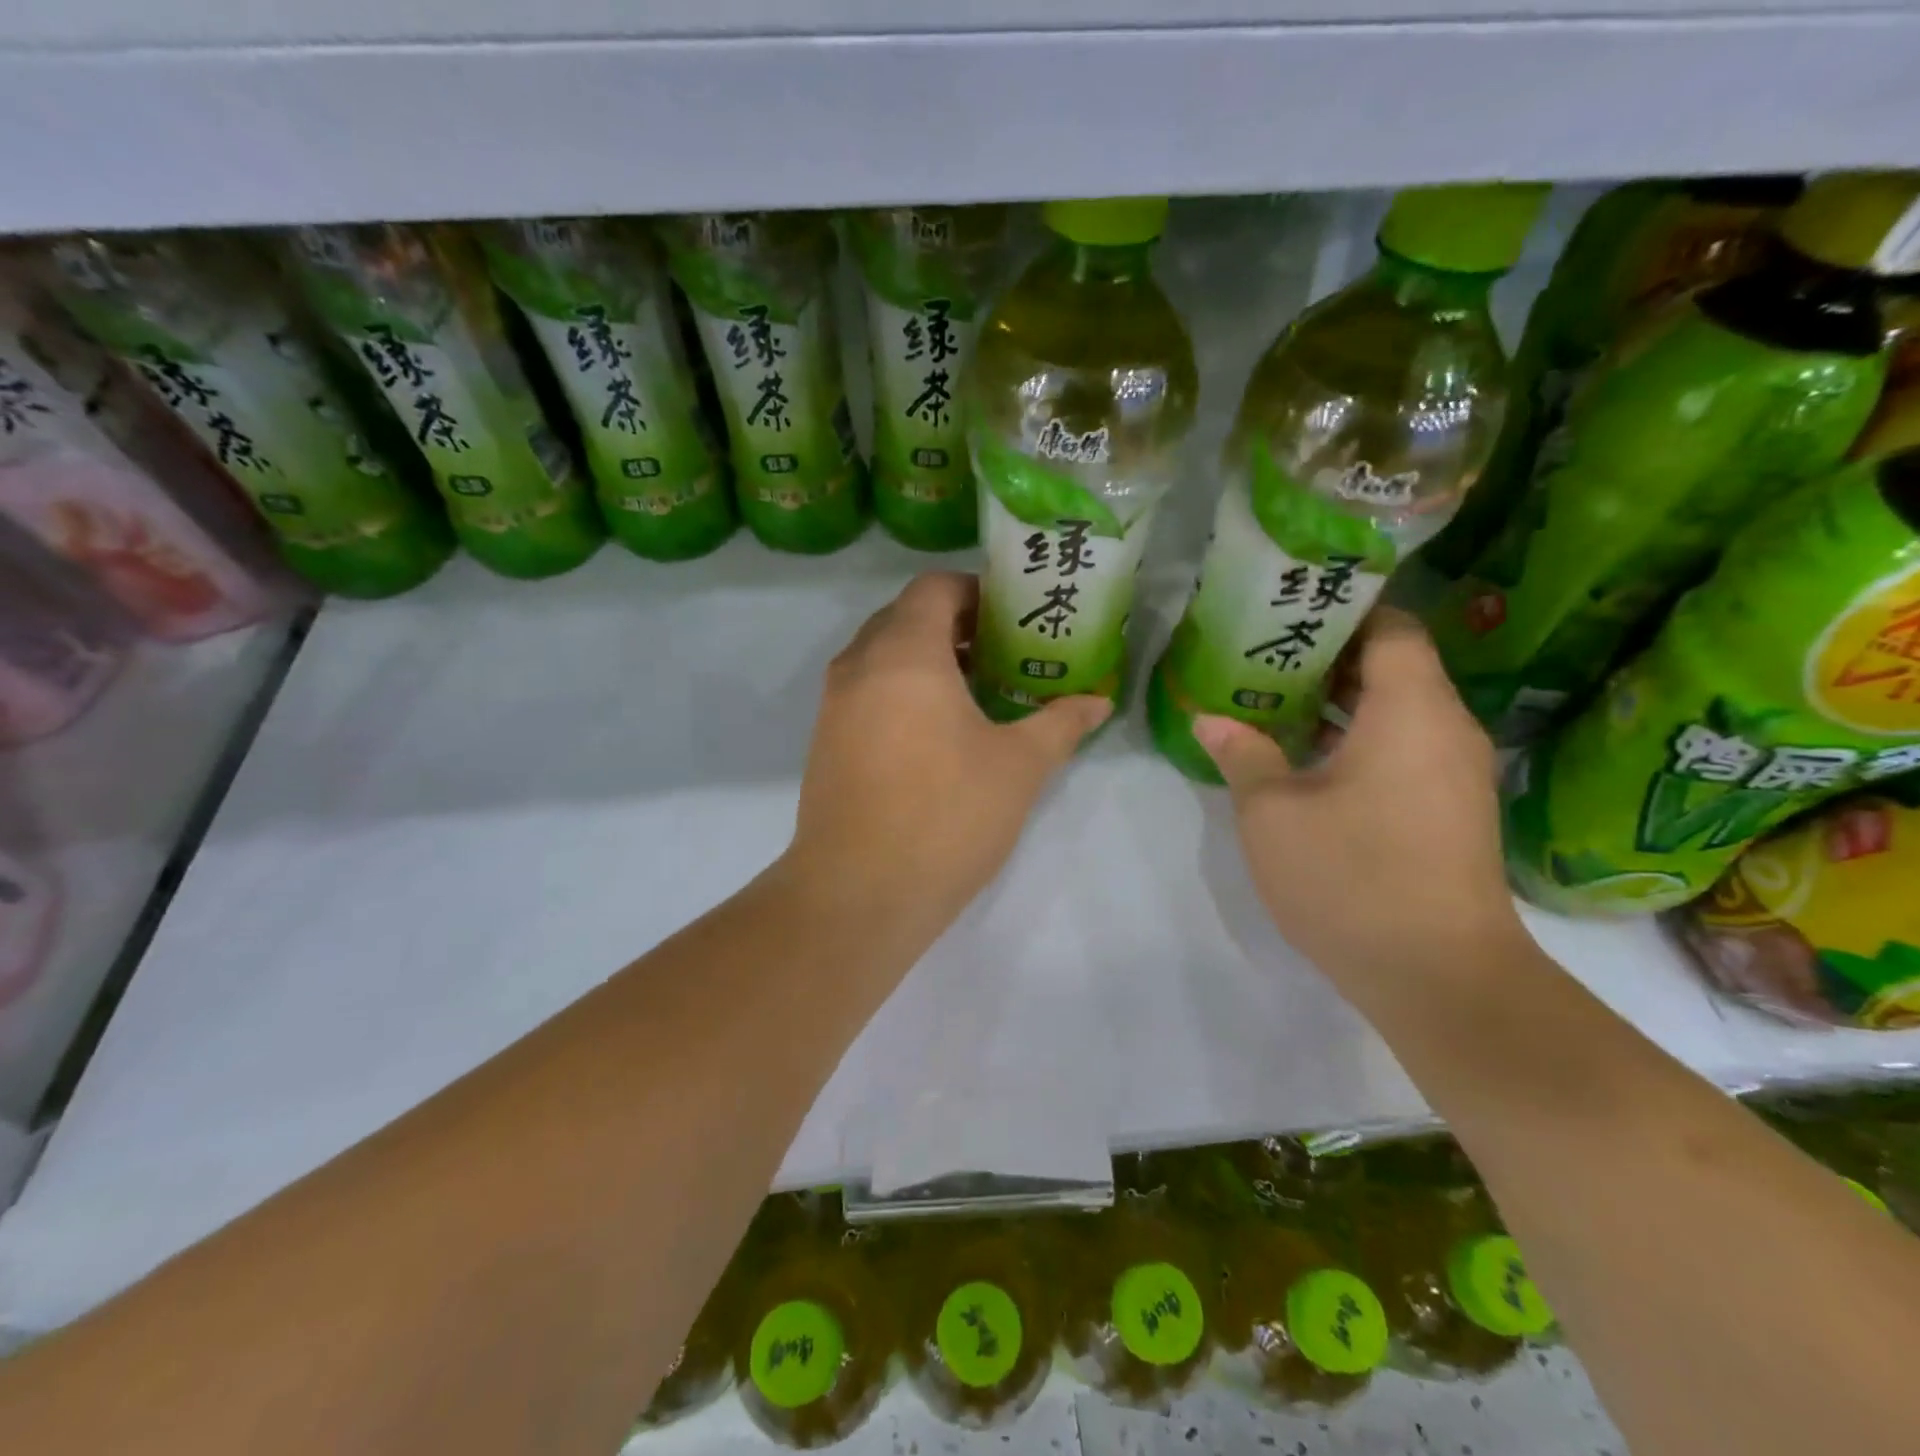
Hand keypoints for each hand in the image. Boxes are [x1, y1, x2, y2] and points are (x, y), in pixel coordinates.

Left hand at [782, 572, 1110, 943]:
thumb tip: (1099, 702)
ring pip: (881, 655)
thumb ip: (1060, 724)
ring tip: (976, 690)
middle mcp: (859, 666)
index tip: (1013, 617)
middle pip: (905, 616)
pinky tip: (936, 732)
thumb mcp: (1019, 767)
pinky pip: (866, 690)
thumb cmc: (946, 816)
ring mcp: (834, 704)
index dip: (976, 591)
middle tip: (1003, 652)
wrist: (858, 893)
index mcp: (904, 654)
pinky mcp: (825, 740)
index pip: (934, 588)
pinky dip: (900, 689)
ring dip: (925, 658)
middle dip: (955, 624)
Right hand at [1193, 607, 1524, 991]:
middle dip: (1329, 655)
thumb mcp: (1273, 813)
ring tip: (1273, 699)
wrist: (1439, 977)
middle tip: (1261, 652)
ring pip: (1398, 710)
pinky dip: (1359, 737)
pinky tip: (1305, 756)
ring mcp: (1455, 772)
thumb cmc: (1351, 876)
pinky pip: (1405, 748)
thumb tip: (1210, 718)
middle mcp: (1447, 729)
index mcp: (1412, 710)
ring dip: (1341, 701)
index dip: (1344, 610)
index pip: (1392, 626)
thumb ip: (1242, 754)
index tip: (1289, 610)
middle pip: (1394, 665)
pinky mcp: (1450, 810)